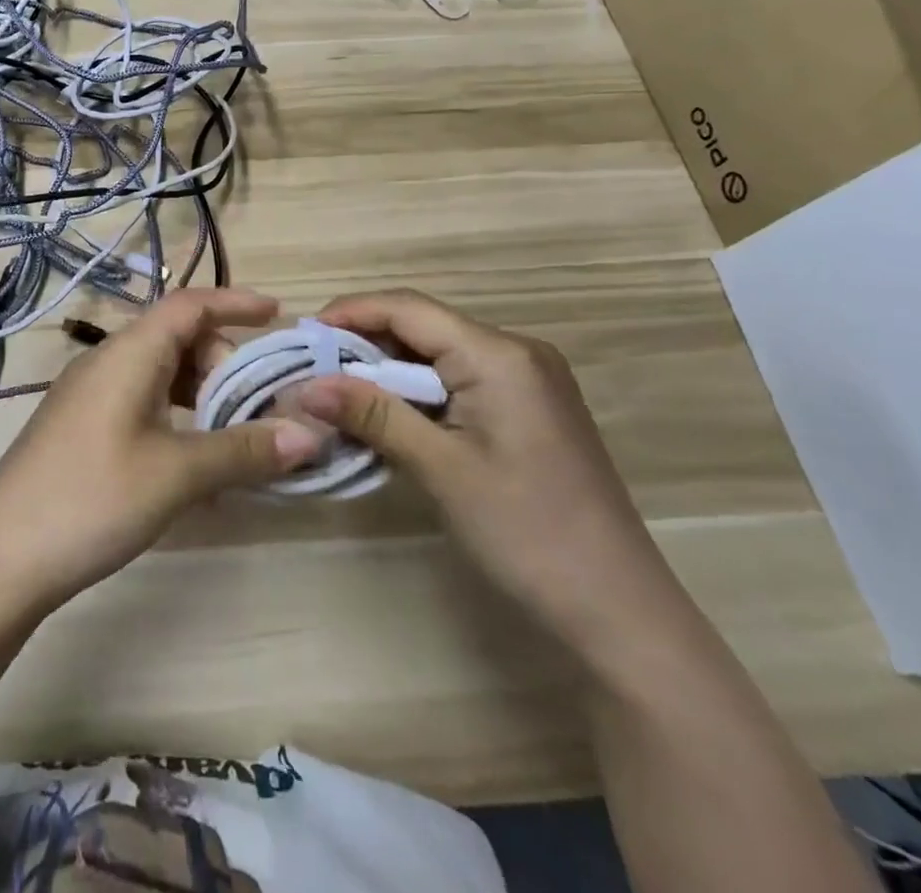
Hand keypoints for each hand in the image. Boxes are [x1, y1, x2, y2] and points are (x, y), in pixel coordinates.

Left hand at [0, 289, 327, 616]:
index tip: (279, 315)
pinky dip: (177, 419)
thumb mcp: (177, 474)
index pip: (189, 305)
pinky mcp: (82, 428)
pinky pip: (142, 403)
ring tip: (237, 436)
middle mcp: (108, 362)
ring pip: (161, 375)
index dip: (235, 303)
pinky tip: (195, 465)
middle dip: (226, 364)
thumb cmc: (92, 498)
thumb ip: (244, 450)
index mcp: (129, 353)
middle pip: (178, 340)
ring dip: (203, 396)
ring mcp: (90, 395)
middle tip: (262, 406)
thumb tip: (312, 434)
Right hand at [296, 290, 689, 670]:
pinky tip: (387, 418)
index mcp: (499, 354)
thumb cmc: (527, 533)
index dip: (350, 313)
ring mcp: (526, 381)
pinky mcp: (527, 409)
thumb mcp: (441, 469)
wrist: (619, 612)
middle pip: (422, 326)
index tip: (302, 337)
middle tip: (312, 372)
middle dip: (364, 344)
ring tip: (338, 395)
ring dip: (387, 371)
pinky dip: (417, 394)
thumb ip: (374, 414)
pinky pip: (458, 381)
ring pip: (438, 354)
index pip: (408, 308)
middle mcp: (516, 352)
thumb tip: (306, 384)